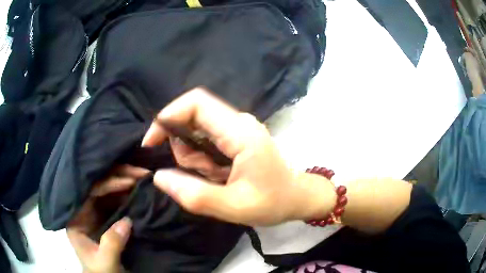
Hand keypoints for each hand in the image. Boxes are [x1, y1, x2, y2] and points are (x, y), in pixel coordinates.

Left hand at [67, 165, 148, 272]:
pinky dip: (128, 194)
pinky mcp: (107, 217)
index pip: (89, 191)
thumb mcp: (105, 262)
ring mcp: (96, 212)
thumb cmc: (101, 272)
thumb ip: (112, 244)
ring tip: (143, 177)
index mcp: (76, 217)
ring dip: (125, 182)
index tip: (129, 182)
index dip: (108, 183)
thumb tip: (127, 221)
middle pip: (99, 185)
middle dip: (119, 176)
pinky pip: (117, 200)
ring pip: (109, 190)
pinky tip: (139, 189)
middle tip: (140, 172)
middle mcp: (84, 209)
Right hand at [142, 88, 334, 225]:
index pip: (196, 103)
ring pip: (196, 129)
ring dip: (192, 156)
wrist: (297, 197)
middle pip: (193, 115)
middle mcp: (238, 122)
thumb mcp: (234, 207)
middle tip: (194, 174)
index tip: (152, 142)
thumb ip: (195, 195)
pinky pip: (205, 139)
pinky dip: (200, 158)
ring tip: (212, 179)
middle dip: (181, 145)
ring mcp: (237, 127)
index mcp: (240, 132)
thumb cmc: (273, 202)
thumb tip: (159, 177)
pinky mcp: (235, 136)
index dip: (168, 116)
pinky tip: (216, 176)